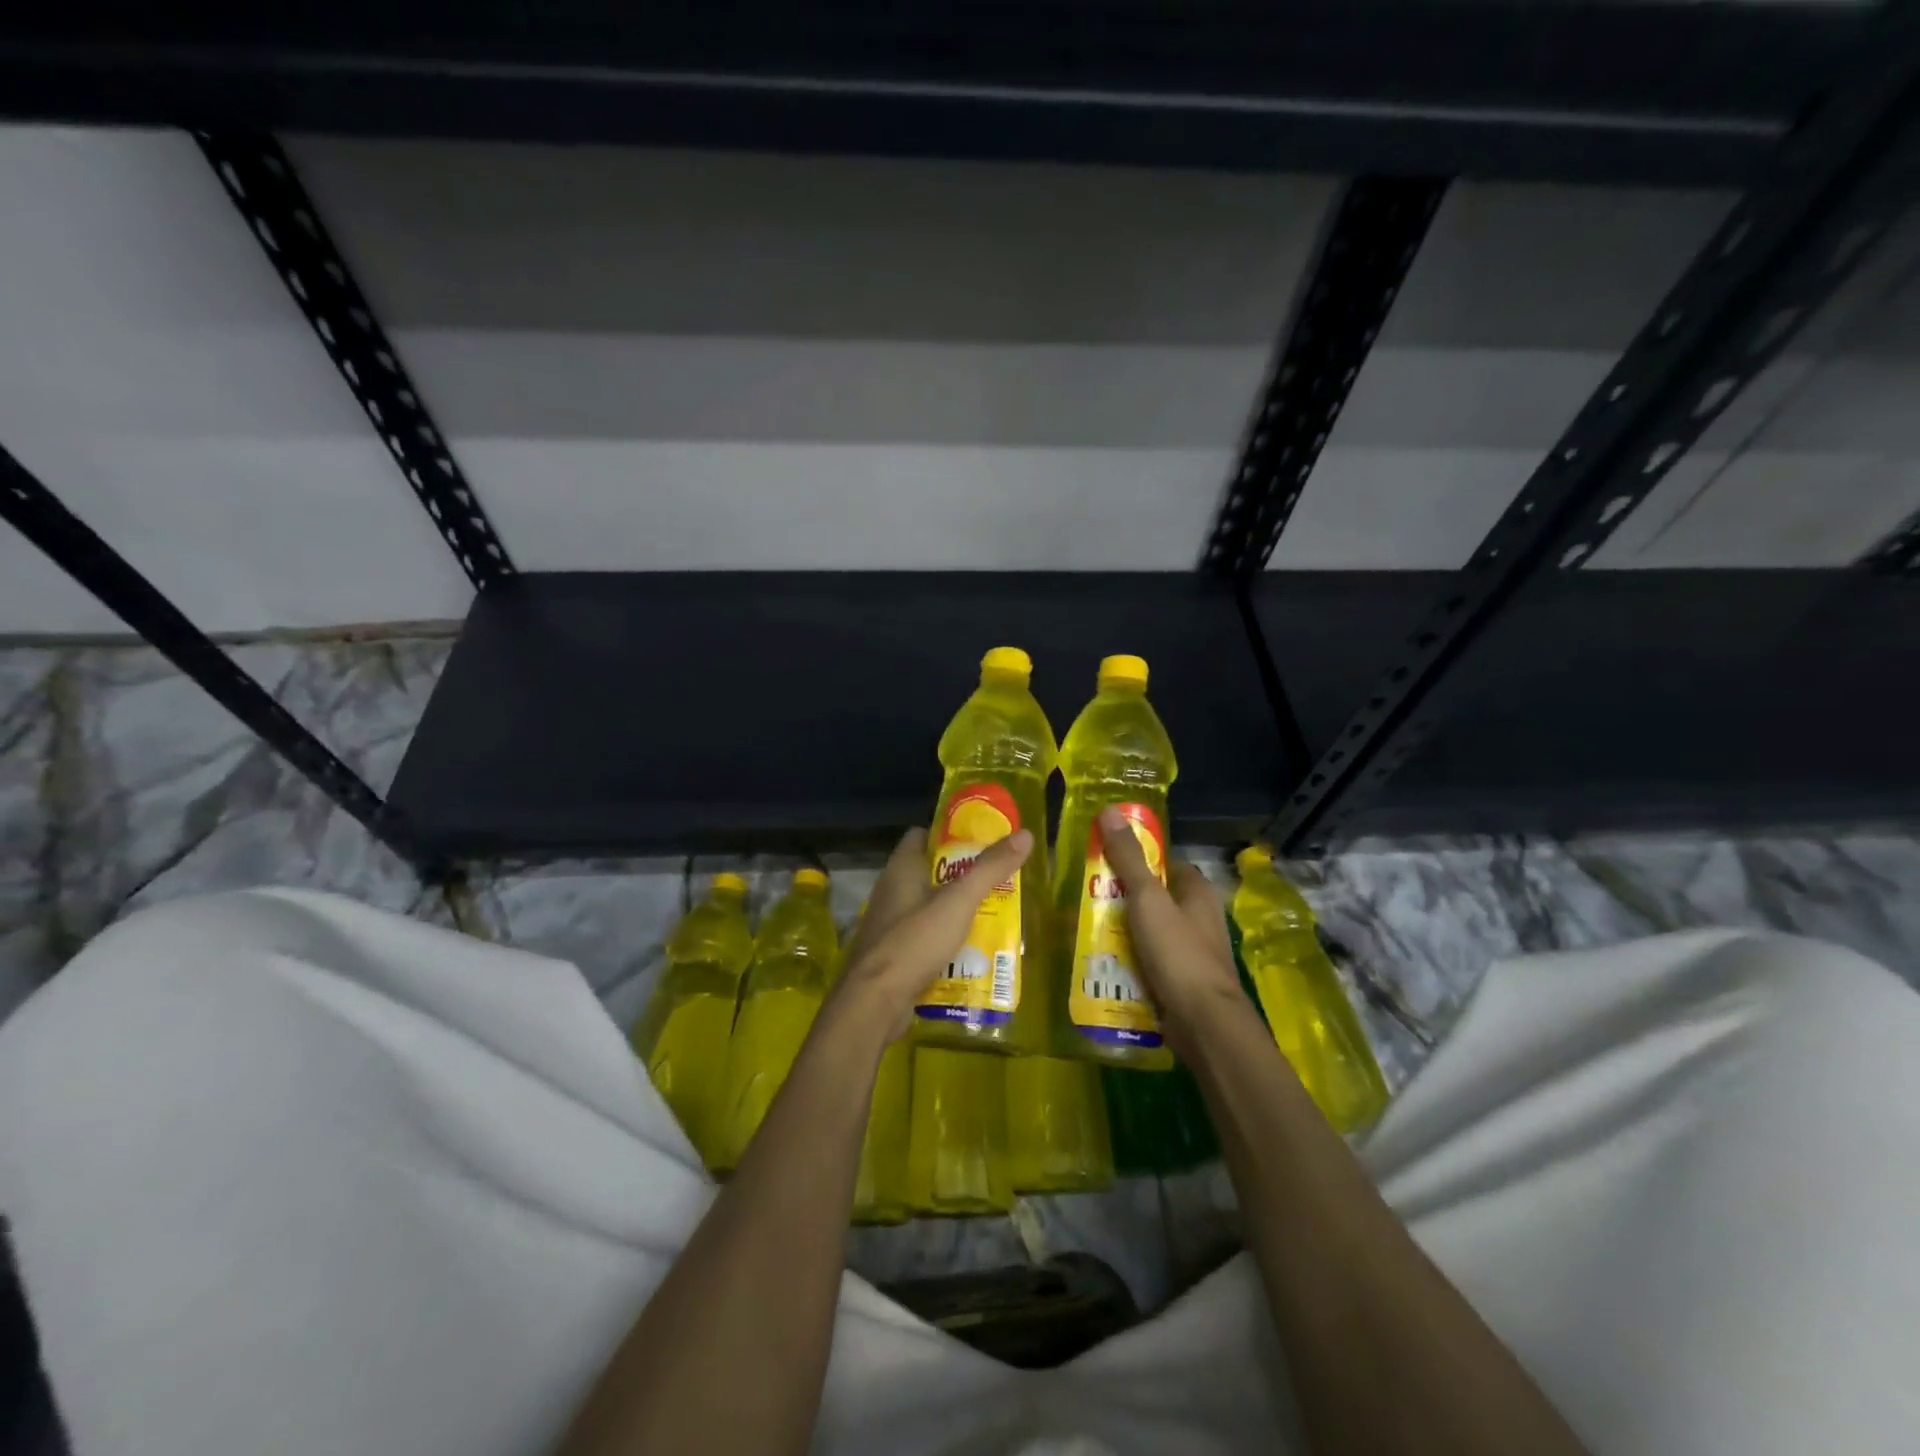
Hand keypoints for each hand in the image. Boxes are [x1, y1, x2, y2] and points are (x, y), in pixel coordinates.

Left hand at [834, 825, 1034, 1039]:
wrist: (874, 1003)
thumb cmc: (915, 941)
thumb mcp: (959, 901)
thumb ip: (990, 868)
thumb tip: (1026, 835)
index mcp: (901, 869)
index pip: (921, 835)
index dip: (949, 833)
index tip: (981, 839)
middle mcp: (891, 891)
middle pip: (929, 872)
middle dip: (961, 874)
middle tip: (997, 879)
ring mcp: (890, 925)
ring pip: (929, 907)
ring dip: (955, 909)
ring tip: (994, 913)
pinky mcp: (893, 956)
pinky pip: (925, 938)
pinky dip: (946, 940)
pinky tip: (972, 950)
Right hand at [1094, 804, 1246, 1056]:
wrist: (1203, 1023)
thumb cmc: (1178, 952)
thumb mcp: (1147, 898)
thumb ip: (1127, 857)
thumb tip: (1110, 810)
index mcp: (1197, 891)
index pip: (1163, 863)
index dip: (1134, 859)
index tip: (1099, 860)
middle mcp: (1198, 917)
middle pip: (1151, 898)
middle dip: (1119, 898)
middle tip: (1083, 896)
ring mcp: (1189, 951)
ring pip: (1146, 931)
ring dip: (1119, 931)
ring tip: (1081, 928)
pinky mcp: (1179, 980)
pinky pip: (1146, 961)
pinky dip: (1126, 960)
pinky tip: (1100, 962)